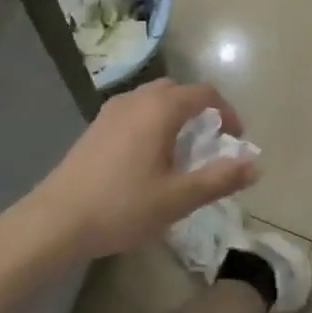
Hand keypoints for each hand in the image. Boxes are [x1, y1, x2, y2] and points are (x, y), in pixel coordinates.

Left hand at [31, 79, 256, 258]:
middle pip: (178, 91)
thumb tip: (256, 164)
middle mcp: (137, 99)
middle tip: (210, 142)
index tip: (236, 138)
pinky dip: (152, 122)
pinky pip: (135, 111)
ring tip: (181, 150)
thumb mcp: (178, 198)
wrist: (55, 221)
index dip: (226, 112)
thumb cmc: (122, 206)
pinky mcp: (96, 127)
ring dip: (175, 115)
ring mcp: (112, 111)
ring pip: (153, 99)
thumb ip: (219, 178)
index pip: (205, 94)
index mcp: (160, 108)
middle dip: (200, 110)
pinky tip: (148, 158)